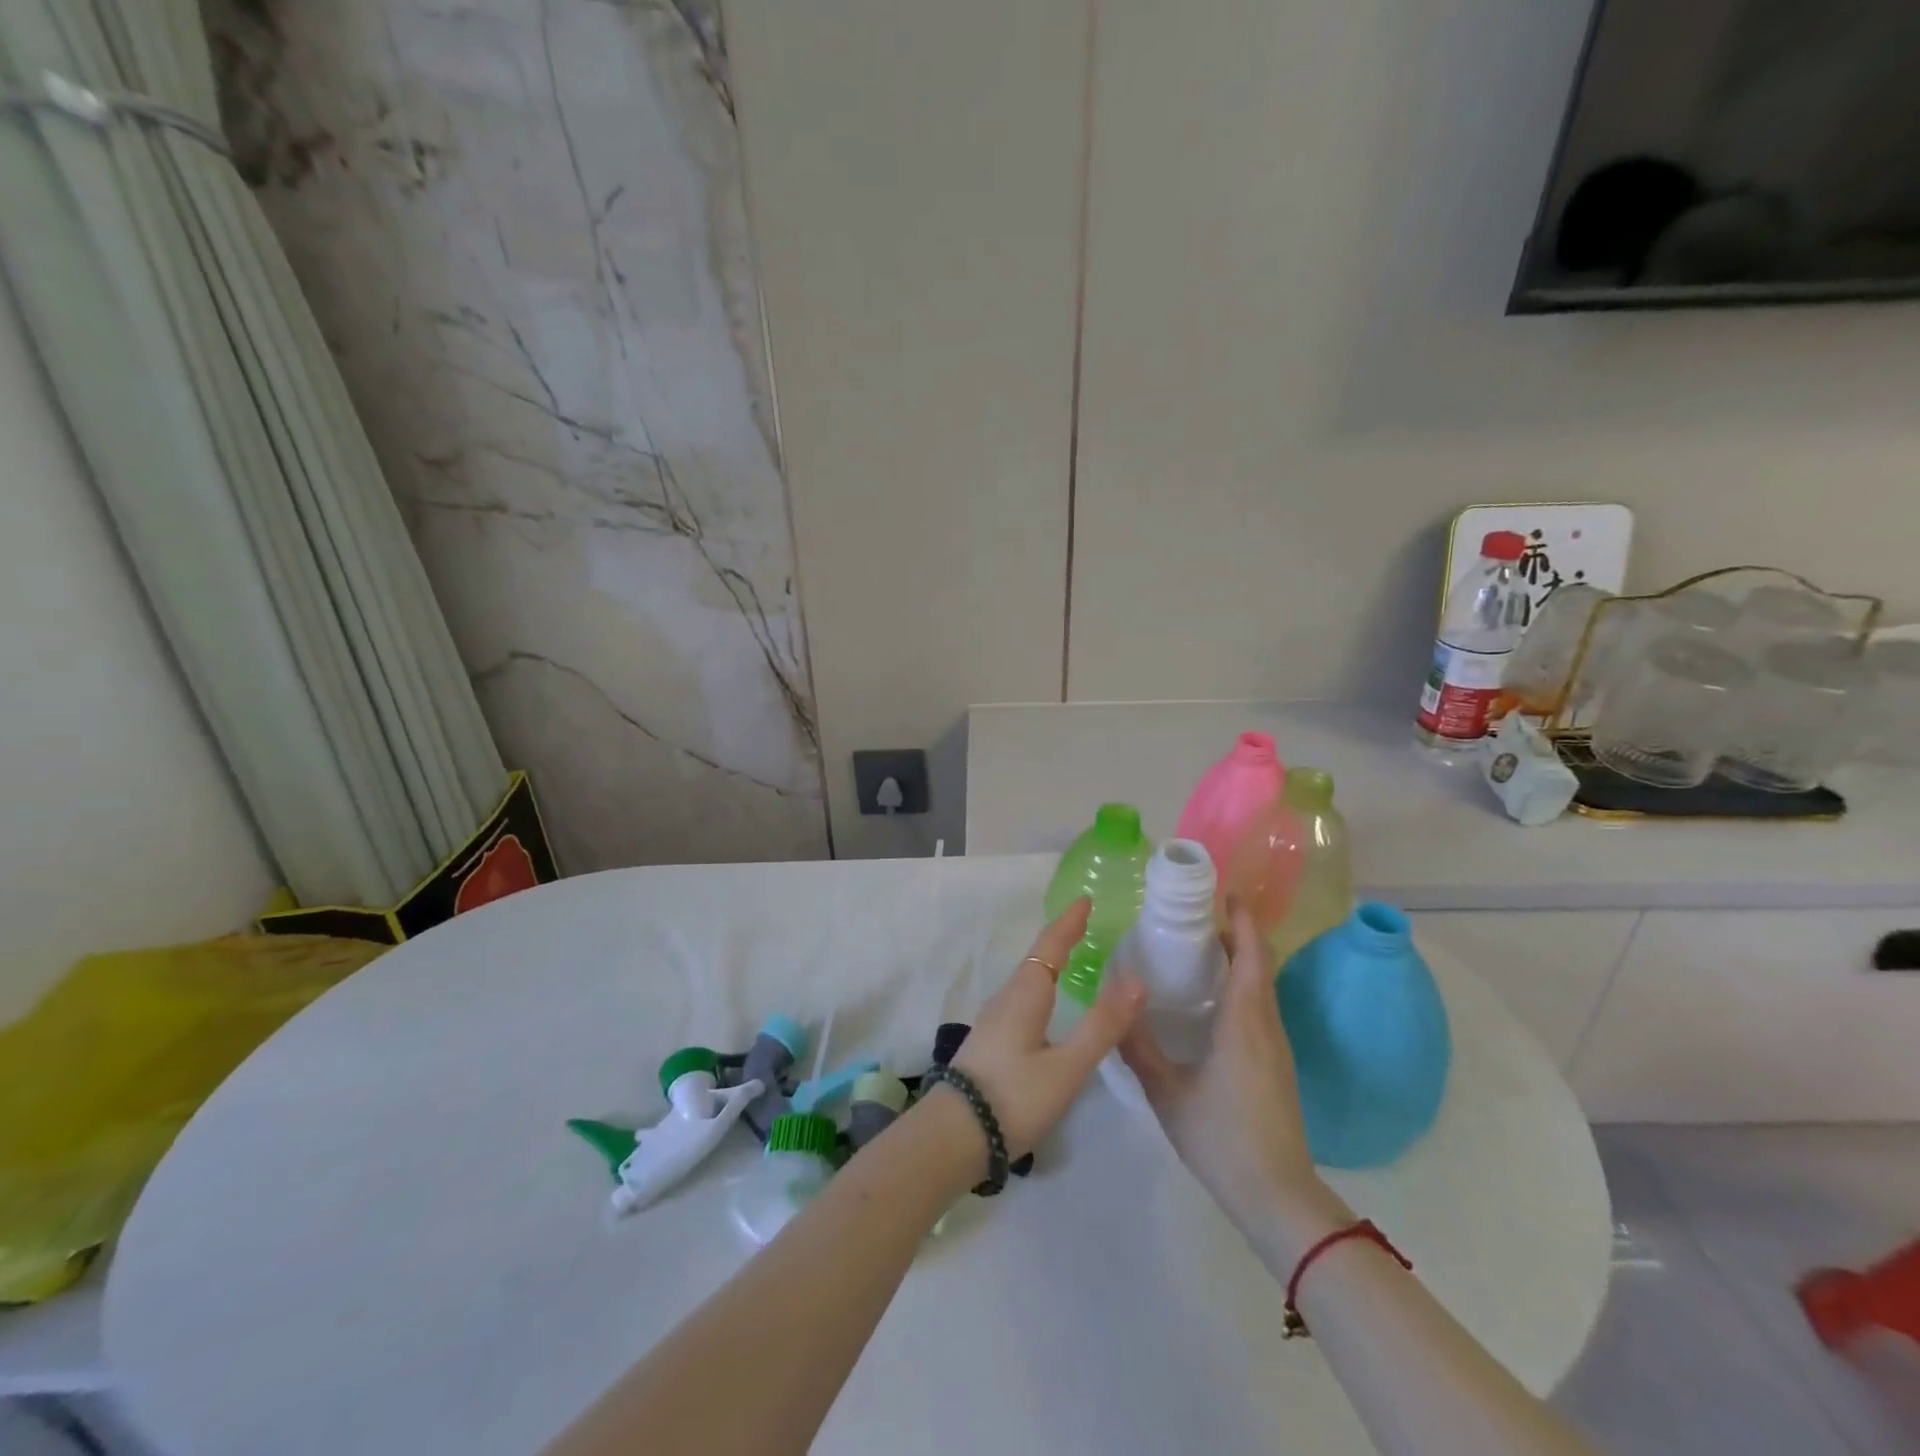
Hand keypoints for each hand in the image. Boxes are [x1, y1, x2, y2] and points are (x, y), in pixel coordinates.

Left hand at [949, 898, 1146, 1159]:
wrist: (952, 1136)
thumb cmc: (1014, 1097)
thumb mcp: (1066, 1067)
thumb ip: (1101, 1026)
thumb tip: (1137, 980)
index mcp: (1025, 993)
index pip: (1050, 945)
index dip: (1068, 922)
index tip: (1085, 900)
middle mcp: (1007, 997)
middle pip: (1037, 957)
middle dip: (1061, 938)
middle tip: (1086, 924)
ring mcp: (994, 1019)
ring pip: (1027, 978)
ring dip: (1049, 961)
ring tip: (1073, 957)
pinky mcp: (990, 1040)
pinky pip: (1021, 996)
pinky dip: (1041, 984)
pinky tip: (1047, 1003)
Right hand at [1118, 906, 1328, 1233]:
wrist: (1278, 1198)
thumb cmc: (1221, 1137)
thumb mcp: (1167, 1092)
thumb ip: (1138, 1047)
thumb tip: (1112, 1006)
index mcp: (1244, 1022)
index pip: (1252, 956)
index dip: (1243, 921)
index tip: (1225, 894)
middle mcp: (1266, 1025)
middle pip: (1260, 965)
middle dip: (1237, 934)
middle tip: (1197, 917)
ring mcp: (1277, 1047)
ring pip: (1261, 988)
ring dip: (1240, 961)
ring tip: (1199, 950)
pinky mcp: (1277, 1066)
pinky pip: (1260, 1008)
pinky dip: (1241, 986)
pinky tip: (1212, 1002)